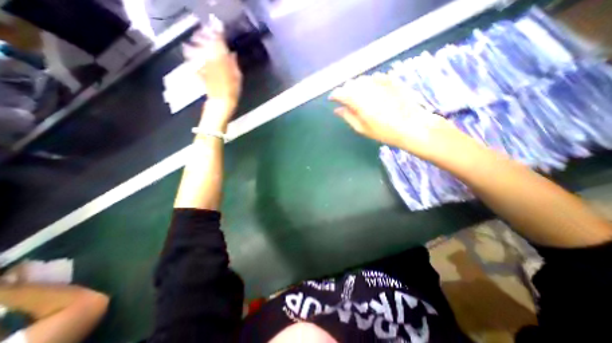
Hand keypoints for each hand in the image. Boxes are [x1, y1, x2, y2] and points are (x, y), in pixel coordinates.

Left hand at [184, 27, 243, 128]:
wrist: (220, 106)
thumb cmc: (232, 94)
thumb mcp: (238, 80)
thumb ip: (234, 65)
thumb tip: (232, 54)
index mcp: (222, 64)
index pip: (219, 47)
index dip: (218, 37)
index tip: (218, 29)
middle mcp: (211, 63)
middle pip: (207, 48)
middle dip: (205, 38)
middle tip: (204, 31)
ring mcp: (204, 69)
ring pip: (198, 54)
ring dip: (196, 45)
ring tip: (195, 39)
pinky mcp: (200, 76)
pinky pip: (194, 64)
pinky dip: (191, 58)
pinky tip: (189, 53)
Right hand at [331, 74, 469, 161]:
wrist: (412, 126)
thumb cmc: (384, 132)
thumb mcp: (362, 128)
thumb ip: (348, 116)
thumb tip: (337, 110)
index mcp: (358, 101)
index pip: (340, 93)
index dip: (334, 95)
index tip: (332, 99)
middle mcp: (367, 88)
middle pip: (350, 84)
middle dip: (345, 90)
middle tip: (345, 100)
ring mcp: (380, 82)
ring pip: (361, 79)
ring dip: (356, 86)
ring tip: (358, 96)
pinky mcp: (391, 80)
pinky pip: (375, 77)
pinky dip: (369, 82)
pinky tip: (372, 90)